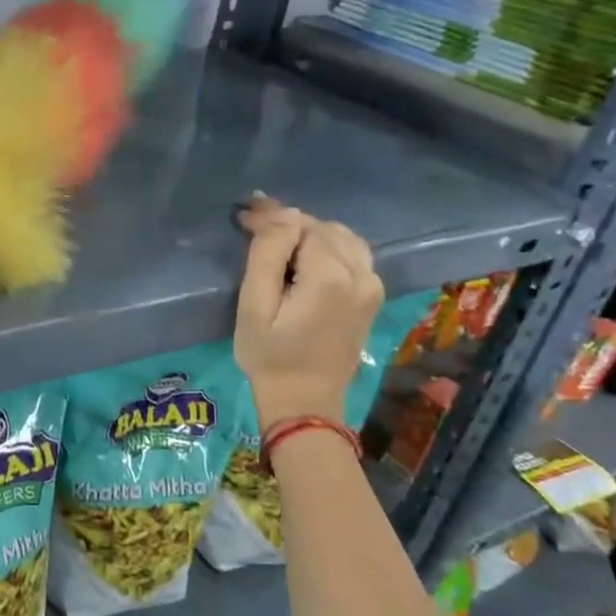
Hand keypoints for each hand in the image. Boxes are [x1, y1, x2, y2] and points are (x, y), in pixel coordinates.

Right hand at [234, 196, 383, 428]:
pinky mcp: (373, 297)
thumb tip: (282, 215)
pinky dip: (328, 247)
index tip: (243, 214)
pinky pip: (353, 255)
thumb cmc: (270, 356)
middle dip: (289, 222)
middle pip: (323, 228)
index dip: (271, 217)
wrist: (305, 401)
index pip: (300, 225)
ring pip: (342, 238)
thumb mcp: (255, 306)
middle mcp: (361, 274)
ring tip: (277, 240)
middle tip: (252, 224)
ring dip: (310, 233)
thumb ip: (268, 254)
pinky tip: (304, 257)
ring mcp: (372, 286)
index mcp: (331, 275)